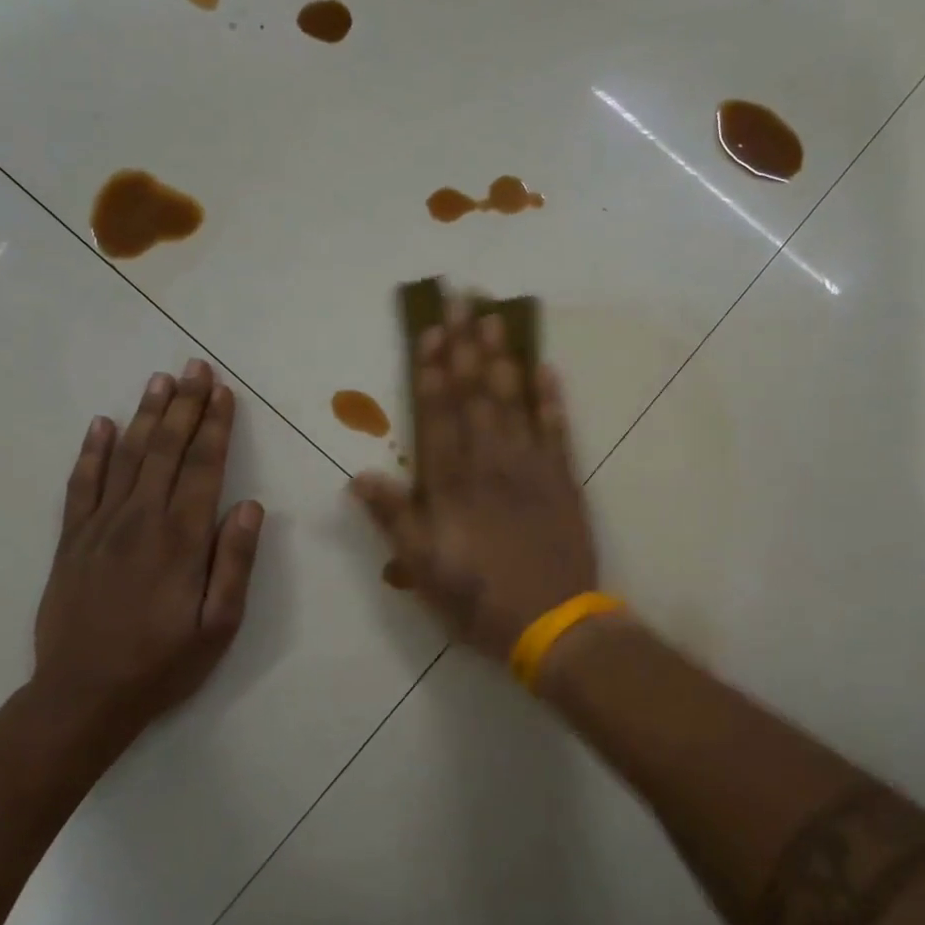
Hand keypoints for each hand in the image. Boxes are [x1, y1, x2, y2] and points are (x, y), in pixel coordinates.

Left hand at [31, 360, 264, 760]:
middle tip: (195, 368)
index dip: (215, 427)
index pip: (203, 467)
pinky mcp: (71, 540)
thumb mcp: (218, 625)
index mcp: (181, 538)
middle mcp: (140, 520)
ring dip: (145, 416)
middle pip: (166, 450)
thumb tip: (250, 506)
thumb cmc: (163, 663)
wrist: (82, 696)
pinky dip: (92, 451)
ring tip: (160, 381)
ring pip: (126, 457)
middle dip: (185, 406)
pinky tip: (102, 425)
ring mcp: (100, 527)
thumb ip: (234, 562)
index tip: (224, 392)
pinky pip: (82, 484)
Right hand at [350, 296, 597, 662]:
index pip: (439, 414)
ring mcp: (532, 466)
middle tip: (462, 300)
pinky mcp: (564, 479)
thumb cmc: (479, 599)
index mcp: (452, 483)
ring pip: (514, 401)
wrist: (554, 623)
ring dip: (504, 358)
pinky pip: (558, 429)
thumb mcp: (423, 569)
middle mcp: (491, 462)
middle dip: (466, 345)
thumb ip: (394, 519)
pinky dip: (552, 398)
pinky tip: (546, 368)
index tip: (431, 332)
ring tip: (495, 318)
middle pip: (475, 394)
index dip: (433, 371)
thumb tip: (360, 475)